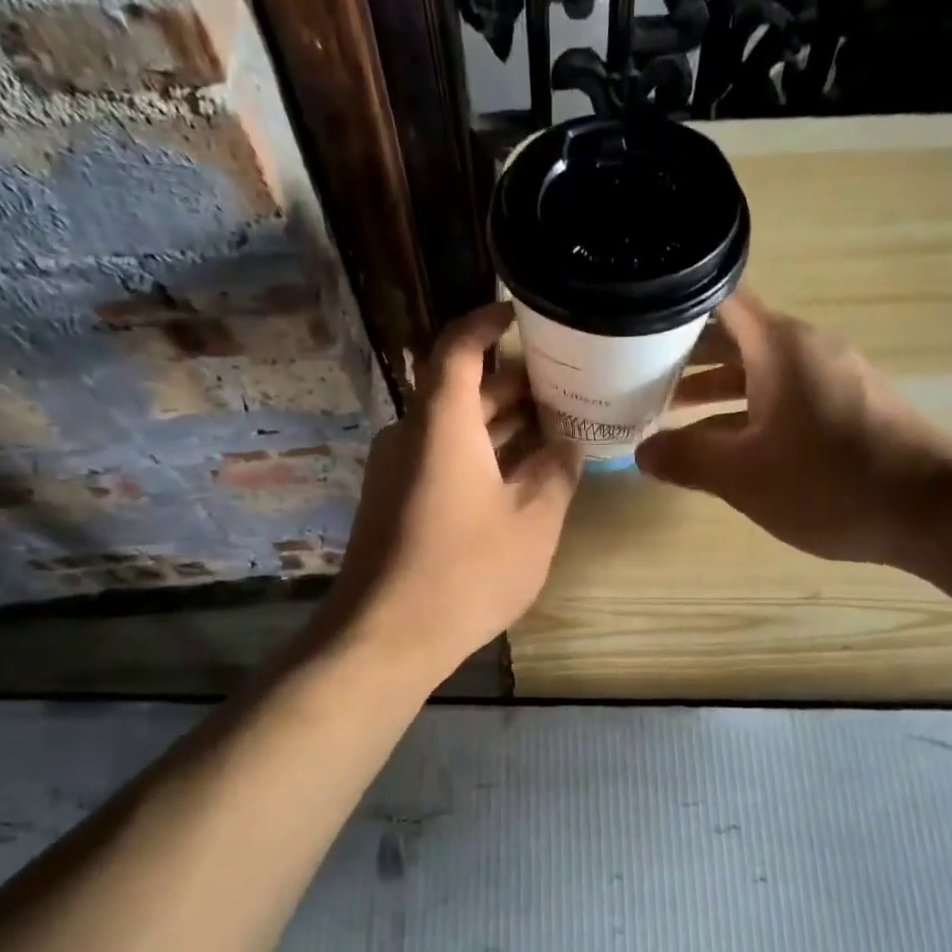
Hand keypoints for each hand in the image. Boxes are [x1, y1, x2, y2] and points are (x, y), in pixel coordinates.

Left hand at [324, 302, 579, 679]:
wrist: (384, 637)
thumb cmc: (465, 572)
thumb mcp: (533, 521)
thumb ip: (556, 473)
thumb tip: (567, 445)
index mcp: (442, 423)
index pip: (458, 347)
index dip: (488, 322)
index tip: (523, 313)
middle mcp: (412, 434)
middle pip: (461, 388)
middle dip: (512, 381)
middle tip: (565, 382)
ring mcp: (397, 470)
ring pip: (454, 428)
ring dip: (500, 423)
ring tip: (554, 424)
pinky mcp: (394, 502)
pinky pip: (441, 459)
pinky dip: (480, 454)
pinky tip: (519, 475)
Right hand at [636, 292, 951, 566]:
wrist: (935, 512)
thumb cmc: (830, 482)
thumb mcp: (743, 475)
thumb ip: (687, 458)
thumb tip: (643, 452)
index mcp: (779, 345)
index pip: (718, 298)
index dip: (674, 303)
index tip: (634, 320)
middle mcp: (806, 347)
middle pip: (735, 333)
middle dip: (685, 352)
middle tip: (634, 371)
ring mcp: (832, 375)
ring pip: (759, 368)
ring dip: (715, 386)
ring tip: (668, 408)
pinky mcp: (848, 405)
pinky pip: (783, 393)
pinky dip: (748, 407)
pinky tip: (725, 442)